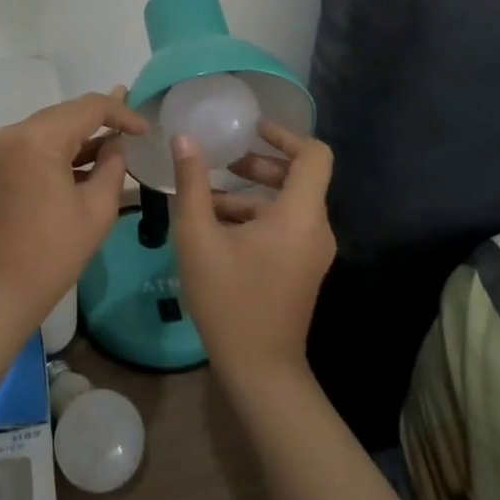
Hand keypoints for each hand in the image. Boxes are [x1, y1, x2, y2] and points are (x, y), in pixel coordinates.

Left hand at [0, 87, 147, 326]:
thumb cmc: (53, 253)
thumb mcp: (97, 209)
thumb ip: (113, 166)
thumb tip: (116, 144)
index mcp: (38, 139)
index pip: (88, 108)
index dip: (122, 113)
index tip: (146, 129)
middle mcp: (14, 133)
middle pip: (66, 113)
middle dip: (100, 119)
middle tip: (133, 125)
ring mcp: (0, 149)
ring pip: (50, 127)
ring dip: (80, 134)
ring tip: (115, 139)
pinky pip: (34, 144)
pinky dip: (59, 149)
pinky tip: (84, 160)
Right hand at [170, 119, 335, 387]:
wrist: (260, 371)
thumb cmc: (229, 299)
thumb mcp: (199, 237)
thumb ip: (193, 183)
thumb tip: (184, 138)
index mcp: (300, 215)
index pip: (315, 155)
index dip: (285, 134)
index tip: (251, 129)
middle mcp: (315, 228)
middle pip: (299, 176)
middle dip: (260, 162)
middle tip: (223, 157)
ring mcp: (312, 250)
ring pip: (288, 202)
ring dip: (251, 191)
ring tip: (207, 191)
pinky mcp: (302, 267)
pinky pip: (285, 225)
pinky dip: (256, 215)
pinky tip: (216, 223)